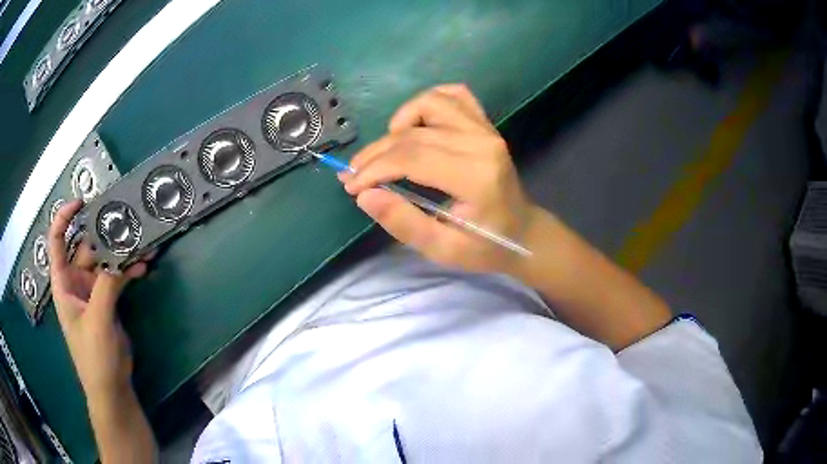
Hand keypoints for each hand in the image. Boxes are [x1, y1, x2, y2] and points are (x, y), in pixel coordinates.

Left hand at [47, 200, 146, 398]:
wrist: (112, 388)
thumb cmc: (95, 357)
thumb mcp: (98, 320)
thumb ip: (107, 284)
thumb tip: (122, 252)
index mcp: (63, 283)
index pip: (57, 241)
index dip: (65, 217)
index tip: (82, 202)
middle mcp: (75, 282)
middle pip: (86, 247)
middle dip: (104, 234)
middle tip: (125, 221)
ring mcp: (92, 292)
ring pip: (105, 261)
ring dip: (121, 253)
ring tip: (142, 243)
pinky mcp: (107, 302)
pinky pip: (117, 277)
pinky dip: (128, 270)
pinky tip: (143, 266)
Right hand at [342, 84, 537, 273]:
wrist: (523, 232)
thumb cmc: (485, 246)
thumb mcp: (443, 250)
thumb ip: (404, 223)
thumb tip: (365, 195)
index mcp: (476, 177)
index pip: (411, 159)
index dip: (374, 169)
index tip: (352, 186)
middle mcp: (482, 143)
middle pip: (413, 134)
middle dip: (375, 154)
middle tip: (354, 175)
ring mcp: (485, 129)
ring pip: (429, 104)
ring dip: (399, 123)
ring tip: (388, 151)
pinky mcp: (485, 123)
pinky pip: (453, 95)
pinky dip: (427, 102)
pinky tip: (415, 123)